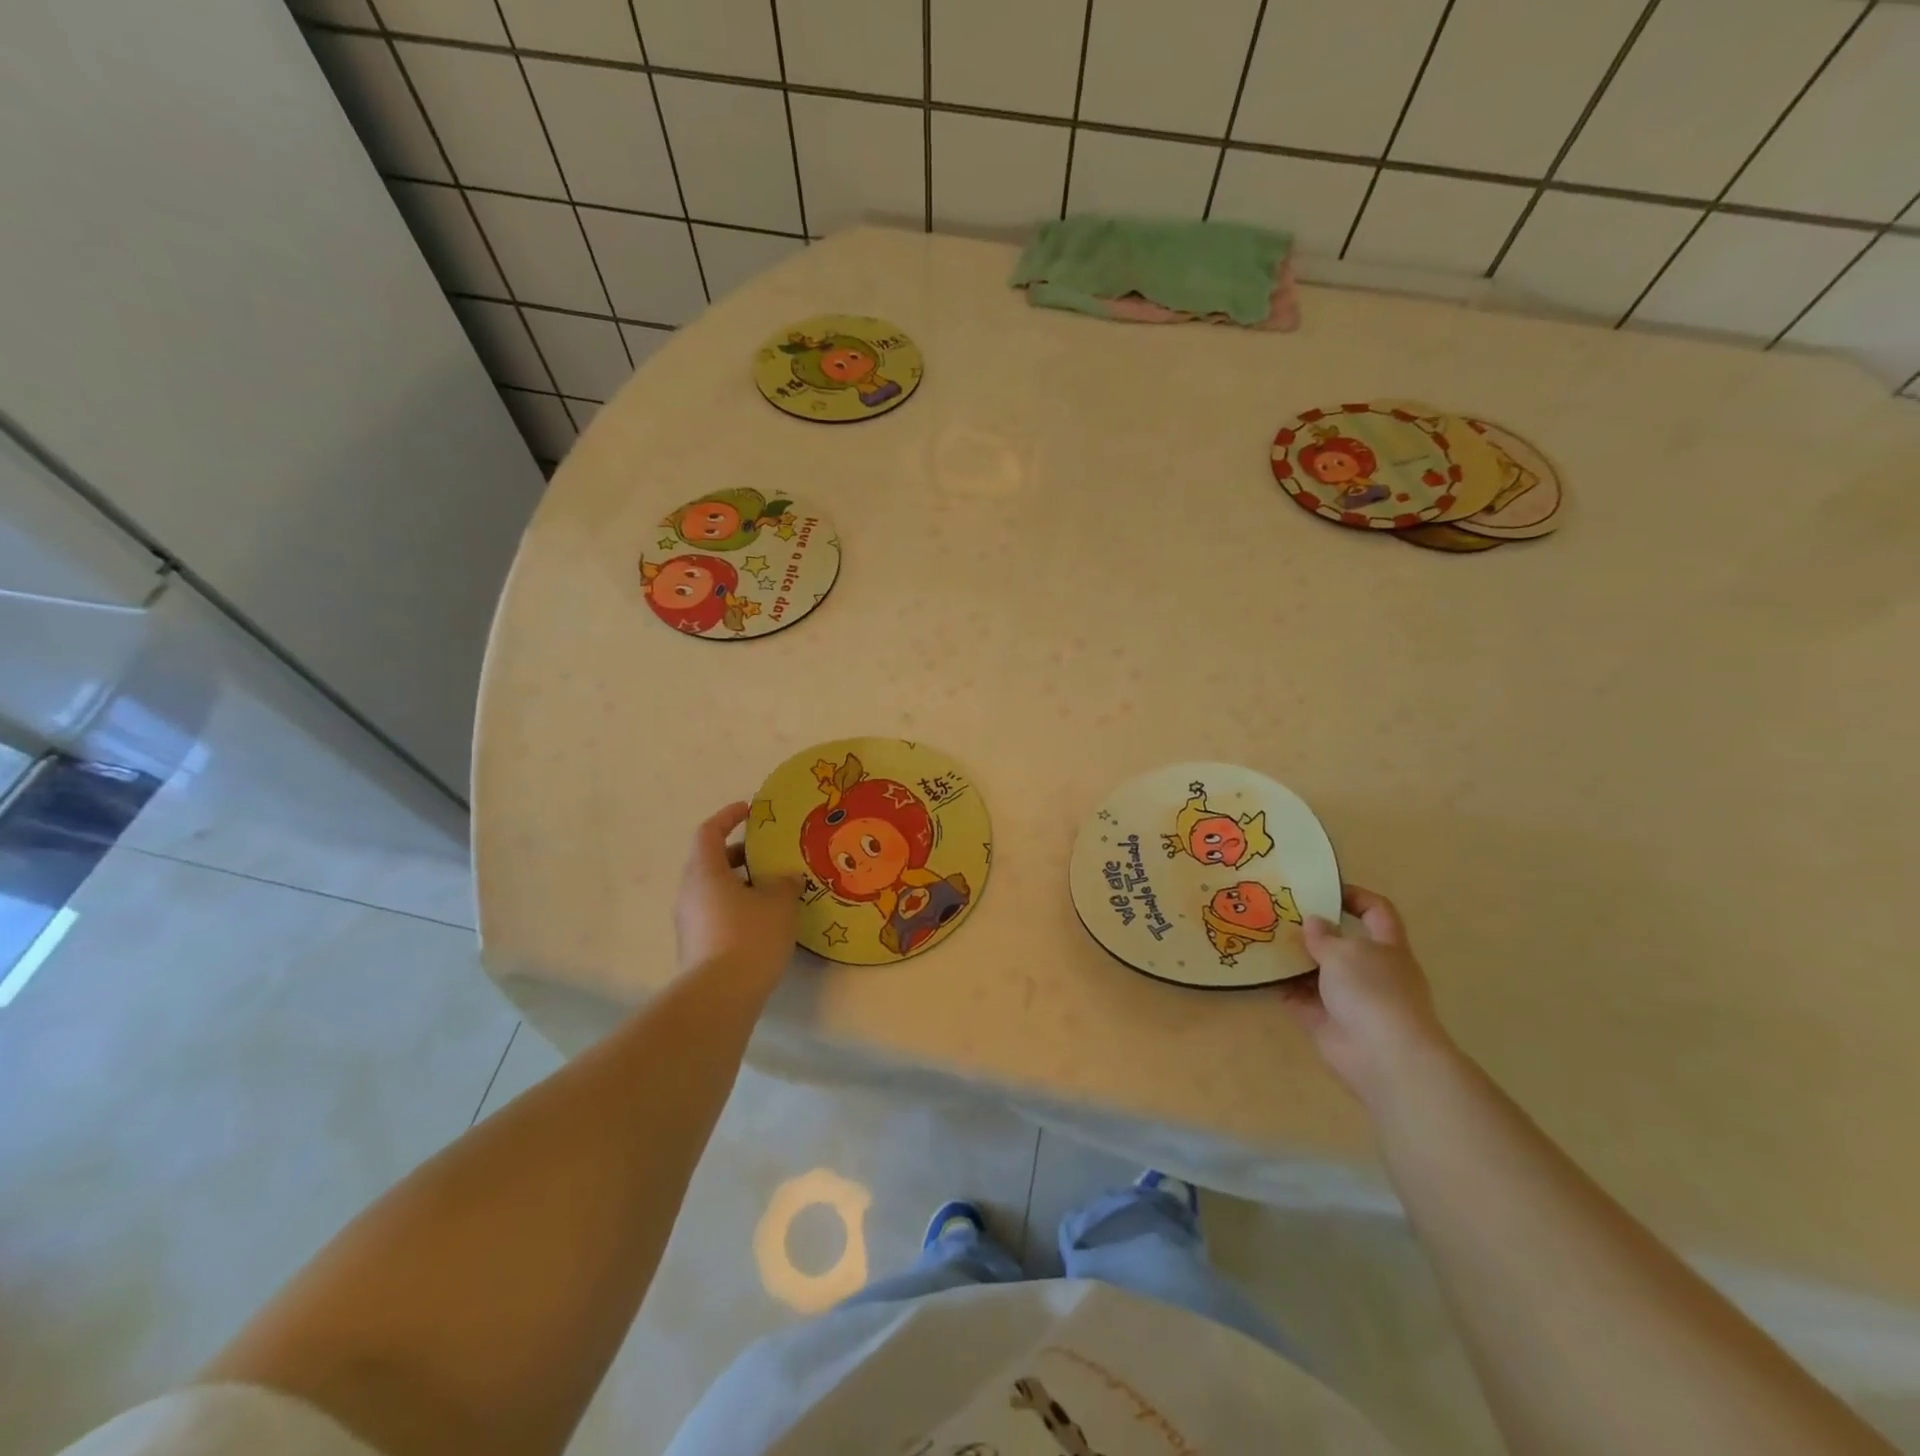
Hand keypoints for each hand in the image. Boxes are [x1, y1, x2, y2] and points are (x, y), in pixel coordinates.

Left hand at [674, 802, 801, 985]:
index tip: (750, 810)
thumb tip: (786, 878)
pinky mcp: (695, 946)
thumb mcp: (779, 904)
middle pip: (710, 861)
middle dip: (739, 854)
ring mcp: (689, 921)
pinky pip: (716, 913)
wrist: (719, 997)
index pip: (709, 832)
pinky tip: (764, 919)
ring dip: (740, 883)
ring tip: (773, 888)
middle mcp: (690, 892)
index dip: (728, 816)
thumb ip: (784, 884)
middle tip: (768, 853)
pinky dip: (737, 906)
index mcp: (705, 872)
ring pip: (713, 889)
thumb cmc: (749, 937)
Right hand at [1281, 886, 1454, 1106]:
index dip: (1354, 896)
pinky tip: (1259, 971)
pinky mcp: (1326, 1022)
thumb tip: (1312, 922)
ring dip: (1293, 958)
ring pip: (1317, 971)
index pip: (1377, 912)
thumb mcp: (1344, 952)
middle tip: (1278, 913)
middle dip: (1312, 929)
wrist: (1384, 1057)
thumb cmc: (1372, 991)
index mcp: (1386, 947)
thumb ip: (1323, 936)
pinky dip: (1282, 986)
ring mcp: (1348, 999)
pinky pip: (1300, 998)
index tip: (1323, 889)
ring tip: (1261, 937)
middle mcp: (1370, 971)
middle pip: (1341, 942)